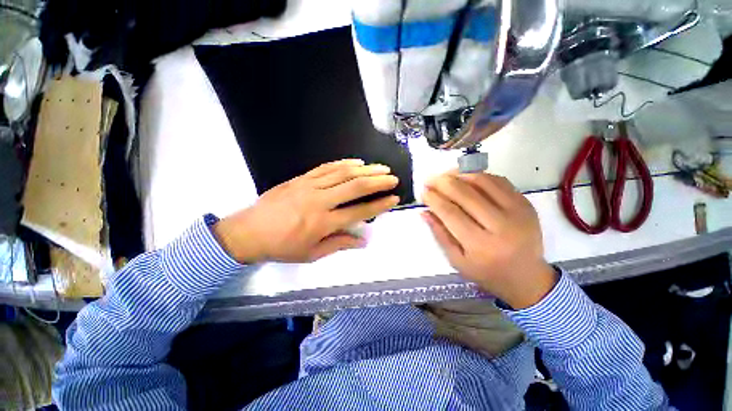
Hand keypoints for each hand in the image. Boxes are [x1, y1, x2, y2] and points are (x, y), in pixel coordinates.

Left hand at [212, 159, 398, 263]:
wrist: (248, 232)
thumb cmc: (282, 247)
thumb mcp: (311, 254)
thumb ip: (339, 244)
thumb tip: (362, 240)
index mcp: (323, 223)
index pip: (359, 211)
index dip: (379, 205)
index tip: (393, 199)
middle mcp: (320, 201)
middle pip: (355, 186)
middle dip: (377, 181)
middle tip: (392, 178)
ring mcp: (310, 185)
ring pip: (343, 173)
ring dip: (365, 169)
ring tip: (380, 168)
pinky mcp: (301, 178)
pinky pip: (326, 167)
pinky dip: (344, 163)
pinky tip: (357, 162)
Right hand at [422, 172, 556, 308]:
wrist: (528, 277)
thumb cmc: (487, 272)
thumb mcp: (457, 260)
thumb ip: (440, 234)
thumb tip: (425, 211)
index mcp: (480, 245)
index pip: (450, 213)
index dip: (434, 199)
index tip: (423, 192)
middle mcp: (500, 226)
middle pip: (465, 194)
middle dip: (442, 182)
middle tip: (430, 179)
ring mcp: (517, 212)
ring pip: (483, 182)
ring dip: (460, 174)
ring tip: (445, 175)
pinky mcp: (526, 204)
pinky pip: (499, 181)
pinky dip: (479, 175)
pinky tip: (466, 177)